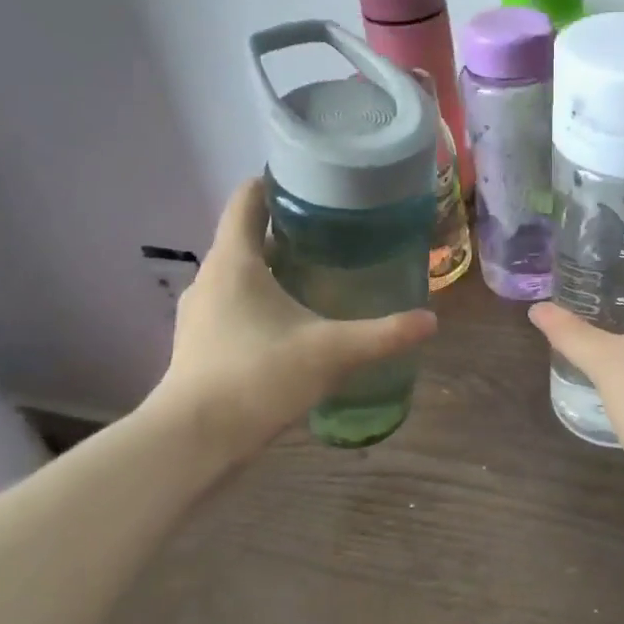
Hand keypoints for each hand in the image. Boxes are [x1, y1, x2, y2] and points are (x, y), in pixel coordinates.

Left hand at [147, 178, 436, 463]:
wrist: (193, 442)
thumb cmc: (258, 377)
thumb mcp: (331, 351)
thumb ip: (384, 334)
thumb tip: (430, 321)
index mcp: (235, 261)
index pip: (247, 199)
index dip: (274, 182)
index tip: (311, 181)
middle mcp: (211, 278)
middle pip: (246, 236)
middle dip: (286, 229)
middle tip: (334, 231)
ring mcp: (200, 313)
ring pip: (240, 274)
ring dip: (273, 268)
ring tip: (318, 273)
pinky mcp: (200, 343)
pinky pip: (234, 304)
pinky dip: (261, 300)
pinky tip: (292, 322)